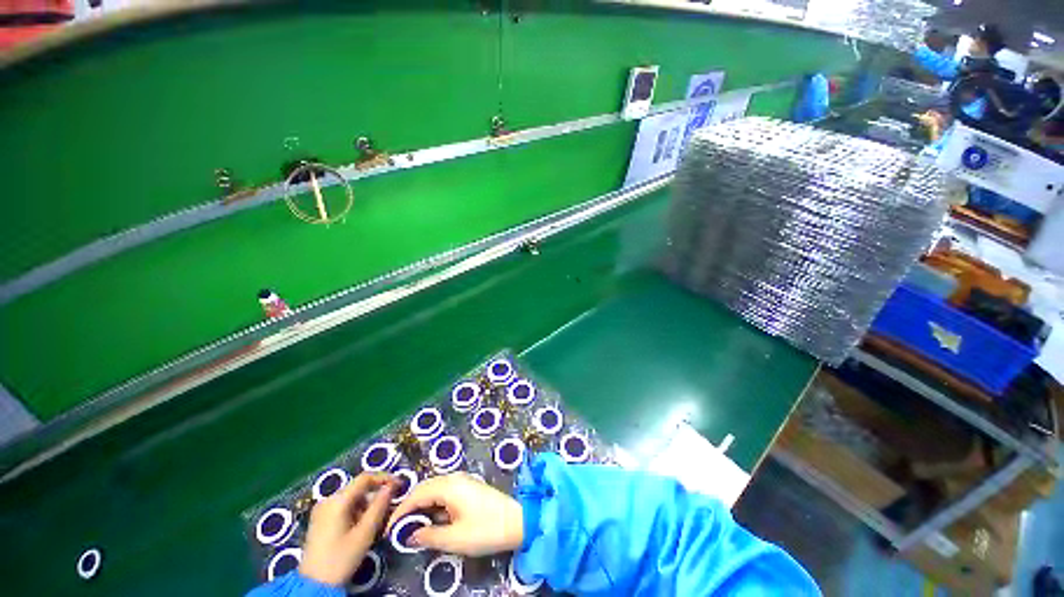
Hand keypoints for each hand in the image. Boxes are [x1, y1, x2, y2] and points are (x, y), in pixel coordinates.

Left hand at [299, 473, 394, 585]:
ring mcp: (321, 510)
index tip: (400, 485)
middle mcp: (327, 500)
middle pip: (358, 487)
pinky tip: (363, 523)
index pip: (365, 478)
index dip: (385, 478)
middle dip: (376, 492)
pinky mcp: (320, 520)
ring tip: (378, 516)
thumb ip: (380, 506)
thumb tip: (391, 487)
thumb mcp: (365, 533)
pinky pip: (343, 506)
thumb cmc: (341, 558)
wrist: (314, 586)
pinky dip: (357, 510)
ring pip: (351, 497)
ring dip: (367, 503)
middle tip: (391, 502)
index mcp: (337, 500)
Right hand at [385, 472, 522, 556]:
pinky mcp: (469, 487)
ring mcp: (463, 480)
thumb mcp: (454, 538)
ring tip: (411, 525)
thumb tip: (410, 534)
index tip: (388, 529)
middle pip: (425, 488)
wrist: (518, 520)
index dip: (400, 512)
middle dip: (409, 506)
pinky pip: (445, 491)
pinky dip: (434, 504)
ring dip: (421, 505)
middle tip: (397, 527)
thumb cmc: (486, 529)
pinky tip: (432, 519)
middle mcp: (455, 478)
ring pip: (434, 489)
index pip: (417, 495)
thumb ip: (429, 535)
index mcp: (449, 486)